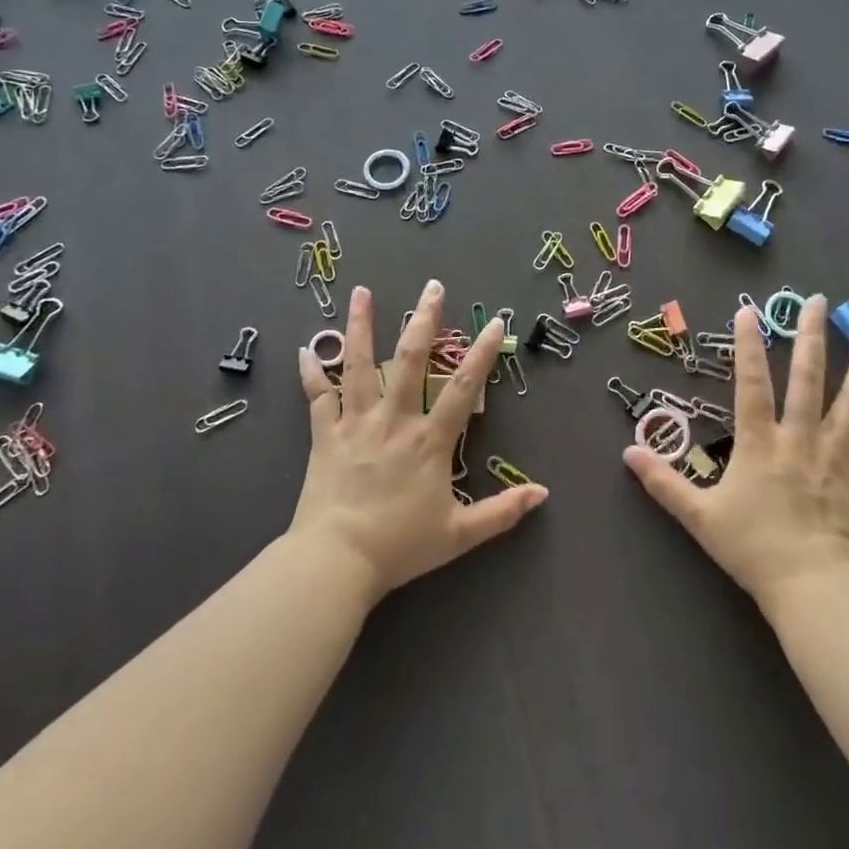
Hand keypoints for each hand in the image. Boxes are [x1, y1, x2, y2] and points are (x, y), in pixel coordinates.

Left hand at [292, 280, 547, 604]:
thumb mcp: (460, 535)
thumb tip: (543, 494)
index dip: (482, 353)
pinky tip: (305, 349)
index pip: (462, 387)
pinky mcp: (324, 436)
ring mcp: (355, 423)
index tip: (496, 322)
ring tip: (362, 292)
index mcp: (429, 440)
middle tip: (432, 286)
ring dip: (361, 326)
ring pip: (359, 365)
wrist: (336, 561)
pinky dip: (311, 373)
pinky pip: (317, 397)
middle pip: (409, 359)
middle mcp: (394, 420)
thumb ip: (502, 512)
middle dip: (424, 320)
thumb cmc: (400, 546)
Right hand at [623, 295, 848, 609]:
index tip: (749, 312)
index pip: (752, 385)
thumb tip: (627, 453)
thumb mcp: (699, 517)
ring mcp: (835, 456)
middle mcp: (800, 439)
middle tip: (818, 302)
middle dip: (812, 338)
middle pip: (809, 380)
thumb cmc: (753, 548)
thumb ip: (663, 483)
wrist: (813, 586)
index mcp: (759, 443)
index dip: (749, 347)